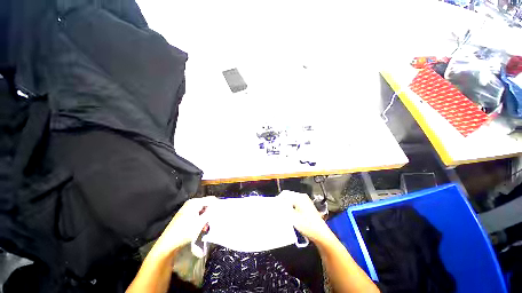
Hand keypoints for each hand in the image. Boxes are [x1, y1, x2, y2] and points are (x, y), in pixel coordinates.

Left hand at [153, 197, 216, 255]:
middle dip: (211, 212)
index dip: (217, 205)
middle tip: (214, 221)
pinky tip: (202, 227)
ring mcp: (188, 209)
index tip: (222, 213)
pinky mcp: (186, 215)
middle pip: (206, 204)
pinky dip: (201, 219)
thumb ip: (210, 213)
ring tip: (207, 226)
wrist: (168, 244)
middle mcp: (191, 203)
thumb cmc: (184, 232)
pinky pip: (198, 213)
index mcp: (194, 202)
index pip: (211, 199)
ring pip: (203, 209)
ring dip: (207, 217)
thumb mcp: (200, 223)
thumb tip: (219, 207)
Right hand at [279, 191, 335, 244]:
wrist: (321, 235)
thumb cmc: (307, 226)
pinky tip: (289, 213)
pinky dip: (291, 206)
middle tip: (276, 209)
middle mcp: (302, 196)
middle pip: (288, 195)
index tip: (273, 206)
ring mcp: (305, 200)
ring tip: (281, 212)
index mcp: (299, 197)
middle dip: (281, 201)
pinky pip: (295, 202)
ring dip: (286, 204)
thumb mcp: (293, 218)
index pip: (285, 194)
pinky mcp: (306, 205)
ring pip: (291, 199)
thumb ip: (283, 209)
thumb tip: (276, 204)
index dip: (278, 199)